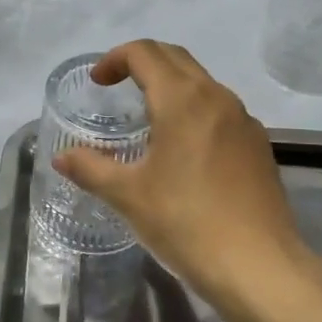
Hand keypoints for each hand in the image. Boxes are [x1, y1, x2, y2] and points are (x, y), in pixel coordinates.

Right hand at [52, 41, 321, 313]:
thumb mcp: (128, 195)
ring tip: (147, 118)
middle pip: (175, 58)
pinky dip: (194, 110)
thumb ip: (90, 168)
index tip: (97, 82)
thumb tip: (61, 157)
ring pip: (202, 83)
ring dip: (170, 85)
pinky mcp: (258, 146)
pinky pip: (220, 110)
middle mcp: (217, 97)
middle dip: (142, 62)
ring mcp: (244, 121)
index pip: (145, 53)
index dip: (115, 59)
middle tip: (116, 86)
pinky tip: (183, 150)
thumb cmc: (186, 223)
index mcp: (183, 100)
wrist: (260, 267)